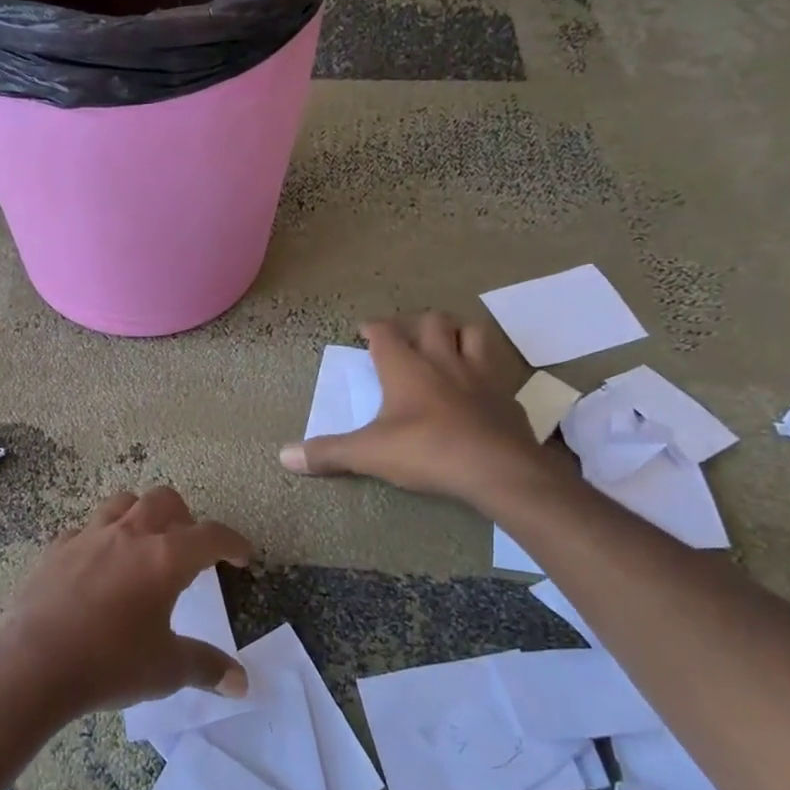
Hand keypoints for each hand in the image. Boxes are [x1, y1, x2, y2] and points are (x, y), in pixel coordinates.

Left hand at [0, 487, 254, 715]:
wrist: (34, 663)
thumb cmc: (110, 663)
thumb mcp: (166, 669)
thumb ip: (206, 668)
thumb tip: (241, 682)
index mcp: (165, 558)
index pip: (211, 536)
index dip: (233, 542)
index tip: (242, 556)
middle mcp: (130, 535)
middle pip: (164, 500)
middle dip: (184, 516)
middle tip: (188, 547)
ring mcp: (89, 536)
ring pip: (122, 502)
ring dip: (141, 515)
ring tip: (144, 544)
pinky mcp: (56, 549)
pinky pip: (84, 530)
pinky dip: (98, 539)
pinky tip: (96, 565)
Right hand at [278, 313, 557, 510]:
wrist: (497, 468)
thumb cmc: (427, 451)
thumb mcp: (369, 454)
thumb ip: (328, 453)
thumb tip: (283, 456)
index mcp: (406, 367)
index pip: (385, 332)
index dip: (373, 327)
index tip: (364, 330)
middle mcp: (443, 360)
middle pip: (432, 321)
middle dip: (416, 323)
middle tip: (405, 336)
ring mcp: (480, 374)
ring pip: (472, 333)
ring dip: (457, 332)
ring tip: (446, 345)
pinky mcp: (506, 395)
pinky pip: (497, 370)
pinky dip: (485, 370)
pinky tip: (479, 386)